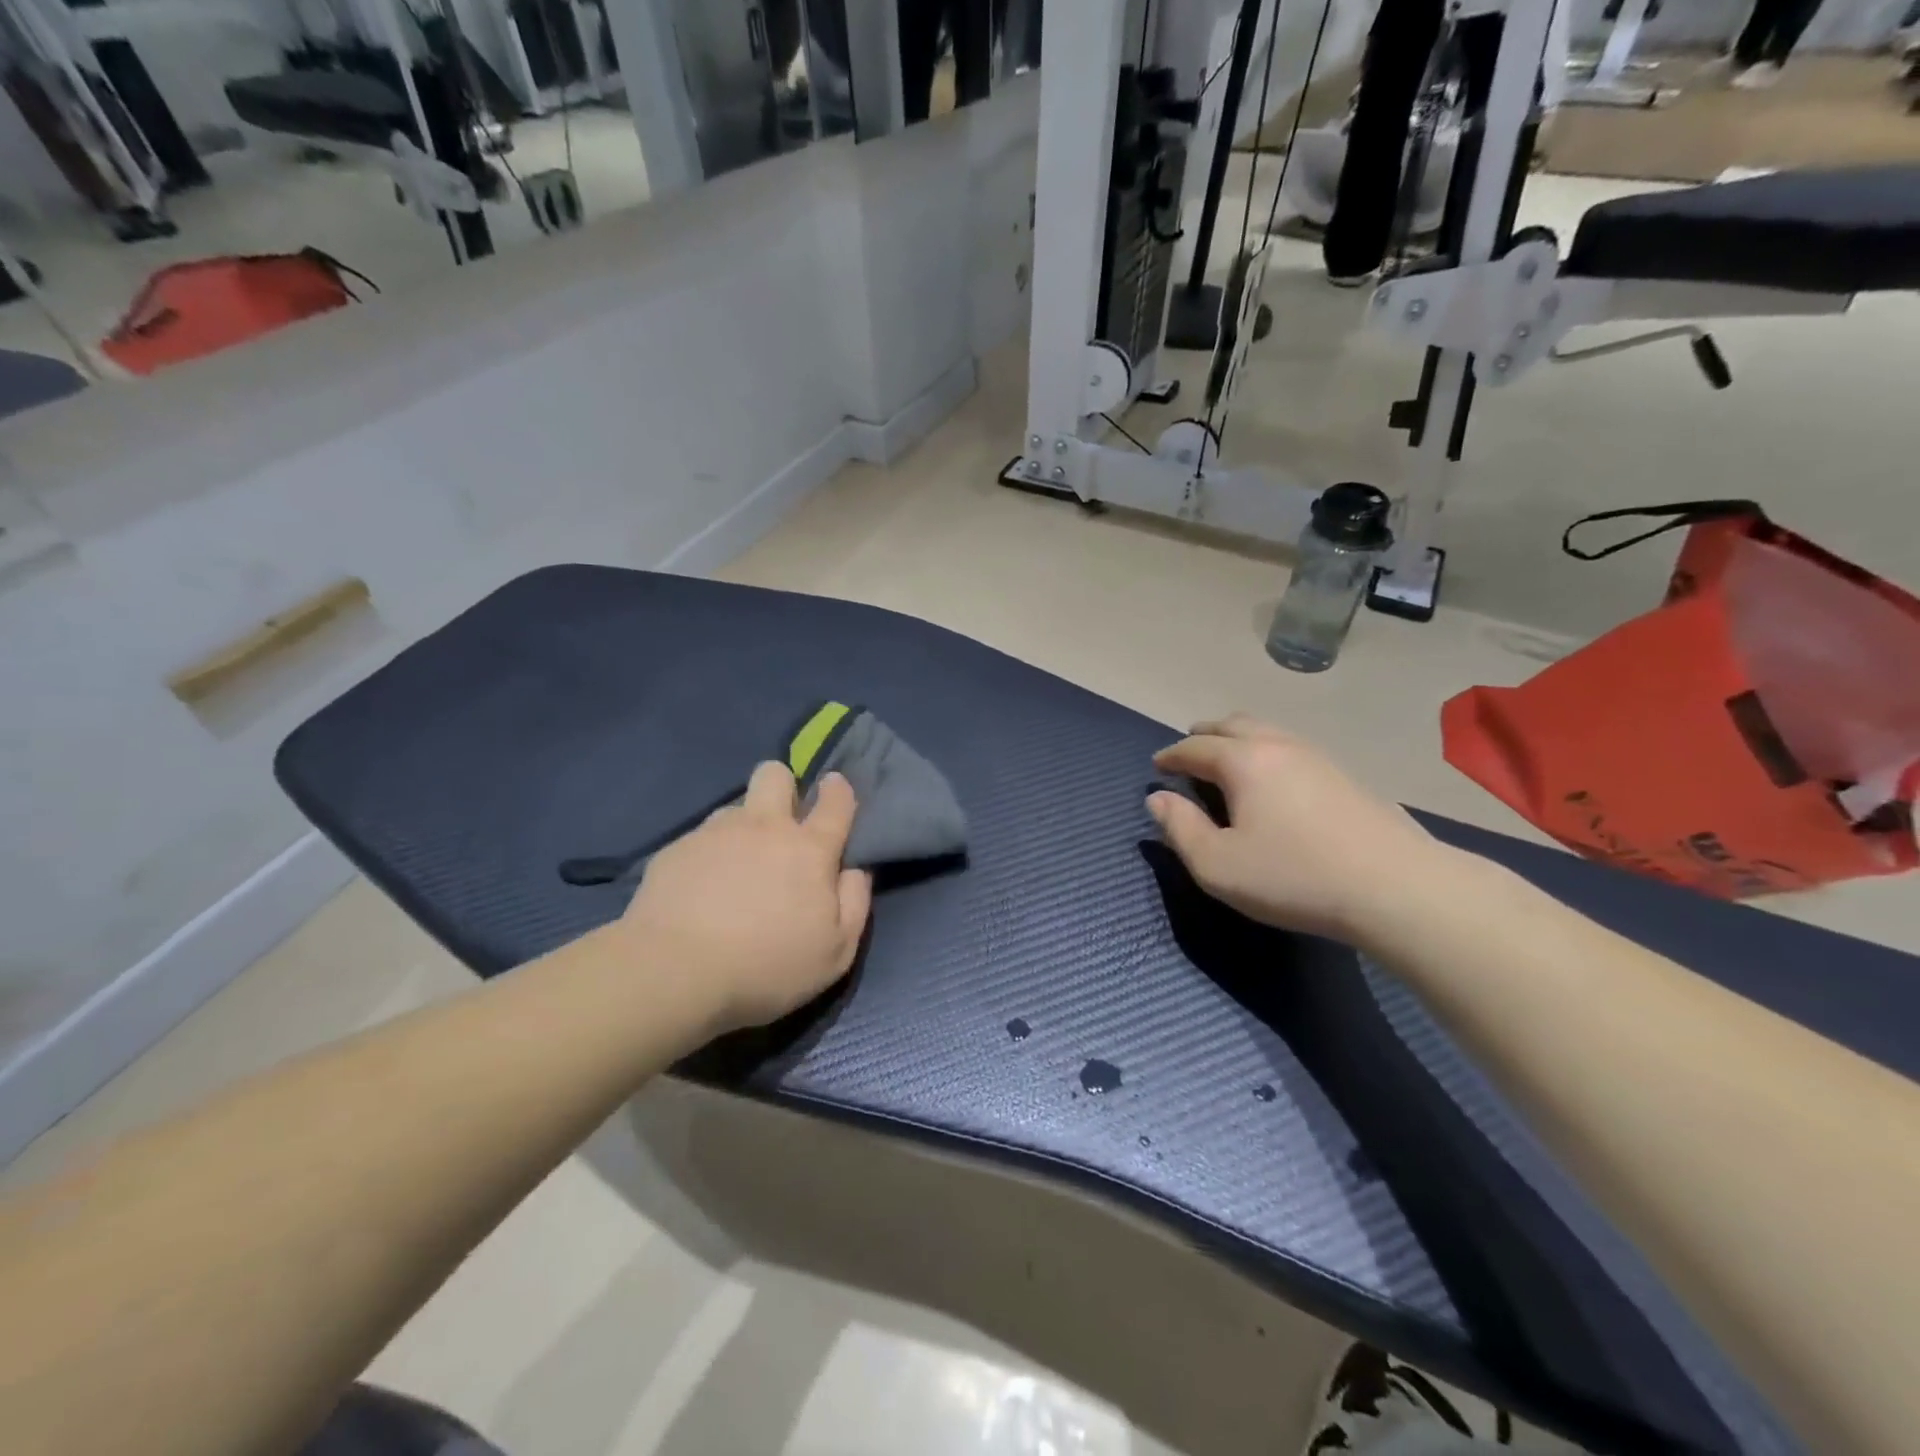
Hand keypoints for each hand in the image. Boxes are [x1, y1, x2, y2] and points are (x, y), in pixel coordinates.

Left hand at [612, 762, 871, 1032]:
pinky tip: (698, 891)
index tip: (834, 789)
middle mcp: (764, 827)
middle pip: (775, 774)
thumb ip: (854, 903)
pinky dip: (707, 857)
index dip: (838, 790)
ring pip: (735, 808)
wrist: (674, 973)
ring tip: (734, 869)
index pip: (835, 800)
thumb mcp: (835, 952)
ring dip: (743, 828)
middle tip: (779, 824)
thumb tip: (855, 870)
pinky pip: (700, 839)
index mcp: (809, 849)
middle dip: (782, 787)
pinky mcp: (676, 849)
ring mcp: (716, 833)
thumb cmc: (767, 966)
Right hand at [1147, 714, 1452, 943]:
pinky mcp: (1346, 776)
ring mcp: (1318, 757)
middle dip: (1204, 735)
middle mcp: (1279, 746)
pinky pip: (1292, 749)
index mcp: (1243, 761)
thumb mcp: (1217, 865)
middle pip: (1233, 724)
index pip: (1195, 747)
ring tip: (1228, 763)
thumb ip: (1180, 829)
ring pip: (1268, 732)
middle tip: (1189, 753)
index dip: (1171, 756)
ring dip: (1238, 740)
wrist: (1397, 888)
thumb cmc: (1293, 877)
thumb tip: (1157, 799)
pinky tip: (1274, 782)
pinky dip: (1268, 753)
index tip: (1157, 766)